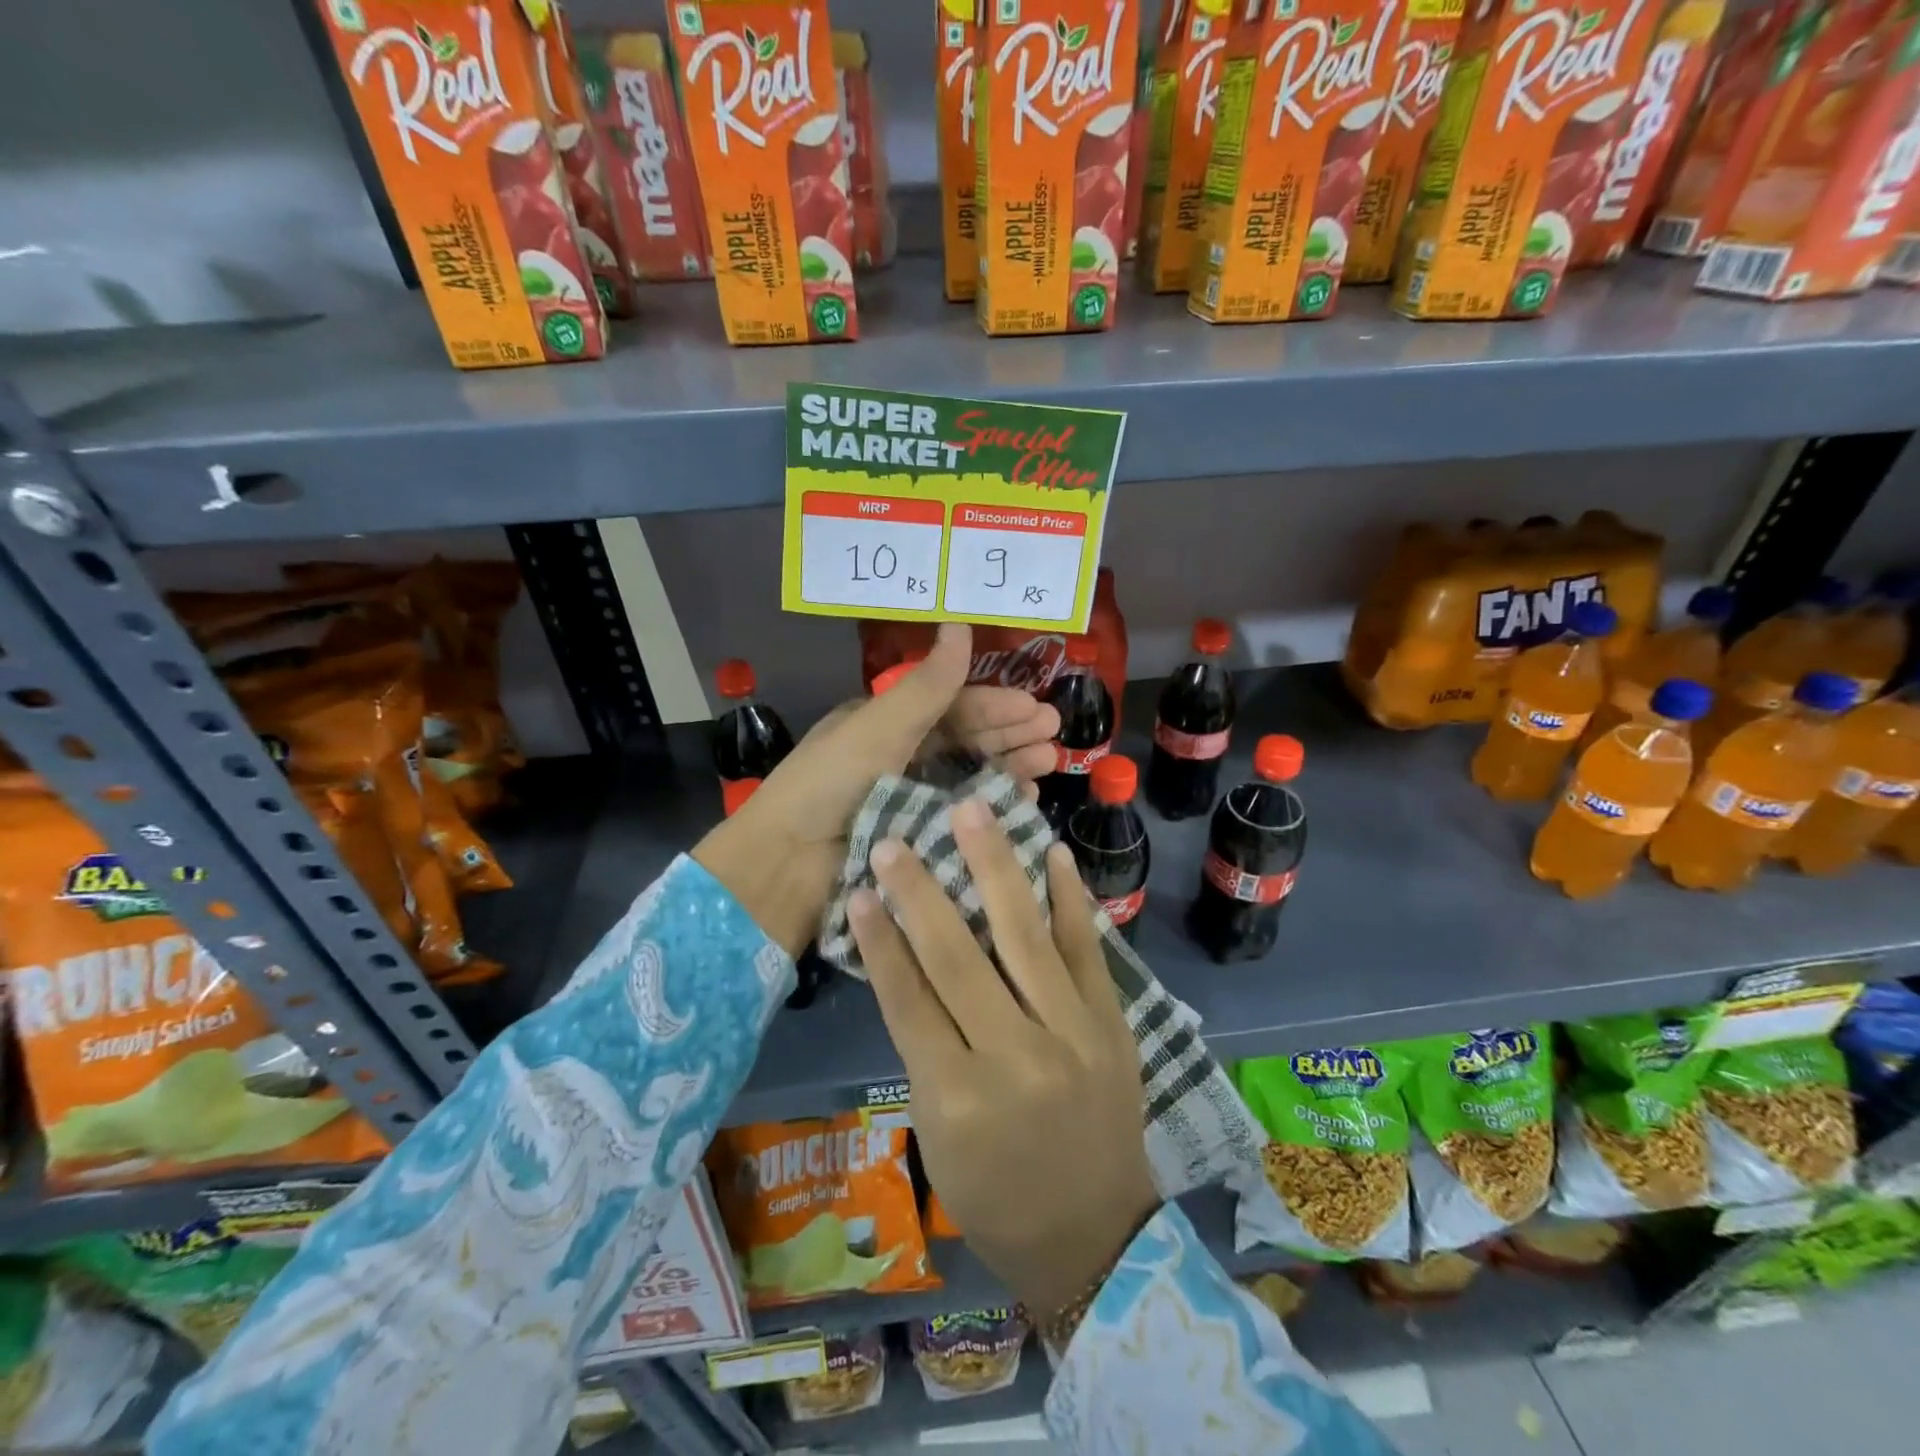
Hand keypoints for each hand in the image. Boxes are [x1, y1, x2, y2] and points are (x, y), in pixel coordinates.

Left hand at [692, 624, 1057, 954]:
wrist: (787, 864)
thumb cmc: (830, 784)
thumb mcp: (879, 726)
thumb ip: (926, 684)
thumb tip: (960, 623)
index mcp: (885, 724)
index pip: (950, 707)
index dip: (993, 705)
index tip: (1035, 708)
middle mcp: (899, 757)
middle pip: (965, 740)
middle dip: (1010, 733)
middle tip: (1054, 733)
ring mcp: (908, 799)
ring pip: (969, 776)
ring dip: (1009, 766)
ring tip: (1047, 762)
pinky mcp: (915, 837)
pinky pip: (962, 814)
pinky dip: (992, 805)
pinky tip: (1022, 799)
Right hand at [849, 801, 1159, 1314]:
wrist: (1094, 1233)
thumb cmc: (994, 1193)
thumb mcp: (936, 1132)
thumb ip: (922, 1047)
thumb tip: (906, 962)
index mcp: (957, 1095)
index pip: (908, 999)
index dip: (880, 939)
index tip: (860, 886)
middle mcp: (1015, 1056)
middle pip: (959, 958)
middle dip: (922, 893)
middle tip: (898, 838)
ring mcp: (1071, 1033)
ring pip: (1024, 936)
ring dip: (995, 868)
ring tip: (973, 812)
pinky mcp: (1111, 1022)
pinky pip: (1087, 949)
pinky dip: (1069, 898)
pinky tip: (1052, 852)